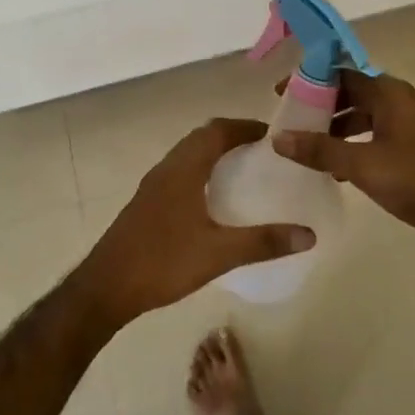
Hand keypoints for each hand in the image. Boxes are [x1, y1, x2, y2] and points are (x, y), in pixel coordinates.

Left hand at [71, 119, 315, 328]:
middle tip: (263, 152)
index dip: (245, 127)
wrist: (106, 287)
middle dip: (232, 137)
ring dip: (214, 153)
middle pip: (201, 137)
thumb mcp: (219, 254)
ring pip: (188, 154)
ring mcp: (153, 185)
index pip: (217, 131)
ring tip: (244, 171)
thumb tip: (309, 235)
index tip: (273, 136)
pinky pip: (179, 172)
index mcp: (183, 169)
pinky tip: (214, 200)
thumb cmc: (163, 262)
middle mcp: (166, 168)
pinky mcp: (147, 202)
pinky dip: (201, 171)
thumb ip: (263, 242)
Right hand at [271, 71, 414, 252]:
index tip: (281, 95)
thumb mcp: (364, 165)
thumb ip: (321, 150)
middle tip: (289, 123)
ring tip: (307, 148)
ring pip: (364, 118)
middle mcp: (401, 102)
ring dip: (336, 129)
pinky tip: (337, 171)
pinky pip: (376, 138)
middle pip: (352, 94)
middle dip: (320, 107)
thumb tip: (279, 138)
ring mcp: (411, 128)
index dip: (309, 81)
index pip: (341, 73)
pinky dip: (354, 147)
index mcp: (390, 94)